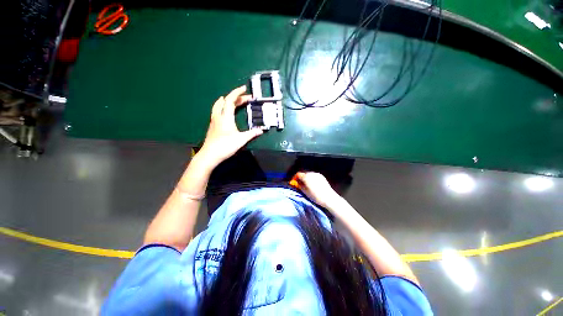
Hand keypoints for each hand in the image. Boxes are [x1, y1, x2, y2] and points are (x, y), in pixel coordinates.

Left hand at [198, 86, 262, 167]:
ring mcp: (214, 120)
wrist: (210, 155)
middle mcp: (219, 116)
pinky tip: (225, 112)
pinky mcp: (213, 126)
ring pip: (219, 105)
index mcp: (226, 117)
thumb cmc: (225, 146)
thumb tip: (261, 130)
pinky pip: (217, 111)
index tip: (244, 88)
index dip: (237, 92)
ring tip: (233, 100)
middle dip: (237, 98)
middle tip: (247, 98)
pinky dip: (222, 107)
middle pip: (226, 102)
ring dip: (227, 101)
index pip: (231, 100)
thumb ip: (251, 134)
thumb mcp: (241, 140)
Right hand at [295, 172, 340, 208]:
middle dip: (301, 178)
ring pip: (309, 174)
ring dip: (307, 178)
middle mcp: (311, 173)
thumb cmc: (315, 196)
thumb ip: (300, 186)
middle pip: (304, 174)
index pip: (298, 174)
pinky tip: (313, 184)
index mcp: (306, 177)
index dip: (295, 178)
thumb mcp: (305, 192)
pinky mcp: (321, 176)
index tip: (294, 182)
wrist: (328, 197)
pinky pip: (314, 176)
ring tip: (307, 185)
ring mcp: (317, 174)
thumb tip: (297, 183)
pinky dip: (312, 179)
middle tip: (300, 184)